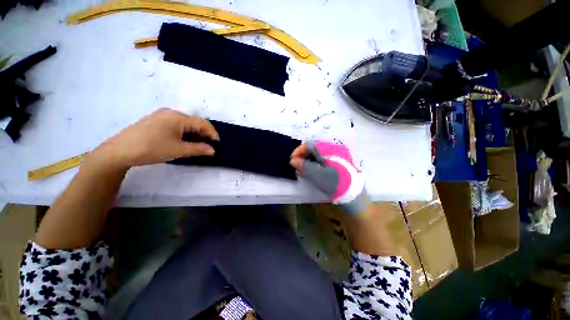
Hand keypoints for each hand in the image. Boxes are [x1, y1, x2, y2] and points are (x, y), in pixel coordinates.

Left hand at [90, 108, 218, 169]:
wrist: (119, 151)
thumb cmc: (151, 148)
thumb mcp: (178, 150)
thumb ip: (199, 149)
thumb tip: (213, 150)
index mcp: (178, 117)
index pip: (202, 123)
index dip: (212, 134)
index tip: (217, 145)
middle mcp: (171, 113)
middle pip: (194, 123)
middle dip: (203, 135)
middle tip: (207, 147)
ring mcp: (162, 116)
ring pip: (185, 124)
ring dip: (194, 134)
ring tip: (197, 146)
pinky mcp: (155, 121)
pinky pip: (176, 125)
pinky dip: (184, 133)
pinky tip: (183, 142)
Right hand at [290, 141, 369, 214]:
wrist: (354, 195)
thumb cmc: (334, 183)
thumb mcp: (316, 174)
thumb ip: (303, 165)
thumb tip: (292, 160)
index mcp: (328, 148)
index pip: (309, 144)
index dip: (298, 151)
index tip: (292, 161)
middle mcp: (333, 149)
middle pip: (313, 149)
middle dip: (302, 157)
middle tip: (296, 167)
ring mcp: (336, 156)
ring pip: (317, 155)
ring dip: (308, 162)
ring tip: (302, 171)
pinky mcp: (337, 164)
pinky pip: (323, 160)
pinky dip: (315, 165)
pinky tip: (311, 172)